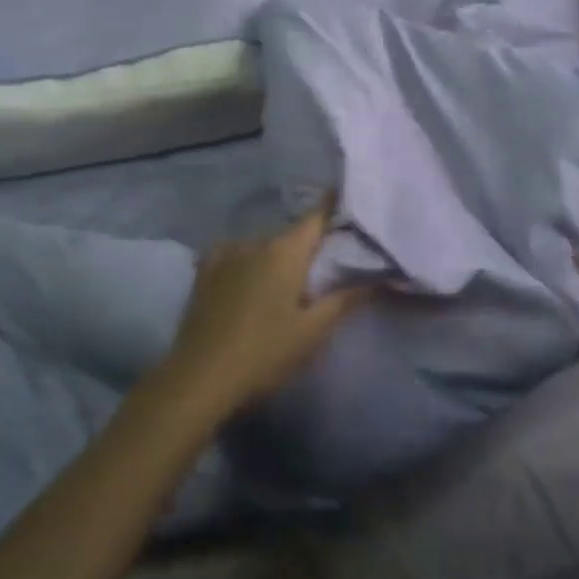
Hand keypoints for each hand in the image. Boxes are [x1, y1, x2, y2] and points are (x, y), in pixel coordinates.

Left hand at [160, 196, 374, 418]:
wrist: (200, 378)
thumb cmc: (265, 353)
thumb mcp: (312, 332)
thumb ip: (344, 300)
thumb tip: (378, 279)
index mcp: (285, 251)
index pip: (317, 216)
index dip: (334, 206)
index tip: (347, 199)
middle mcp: (255, 242)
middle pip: (290, 236)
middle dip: (306, 248)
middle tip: (321, 269)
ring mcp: (225, 254)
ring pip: (261, 247)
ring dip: (274, 259)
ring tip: (281, 286)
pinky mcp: (204, 272)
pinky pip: (233, 255)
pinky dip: (245, 262)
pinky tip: (246, 280)